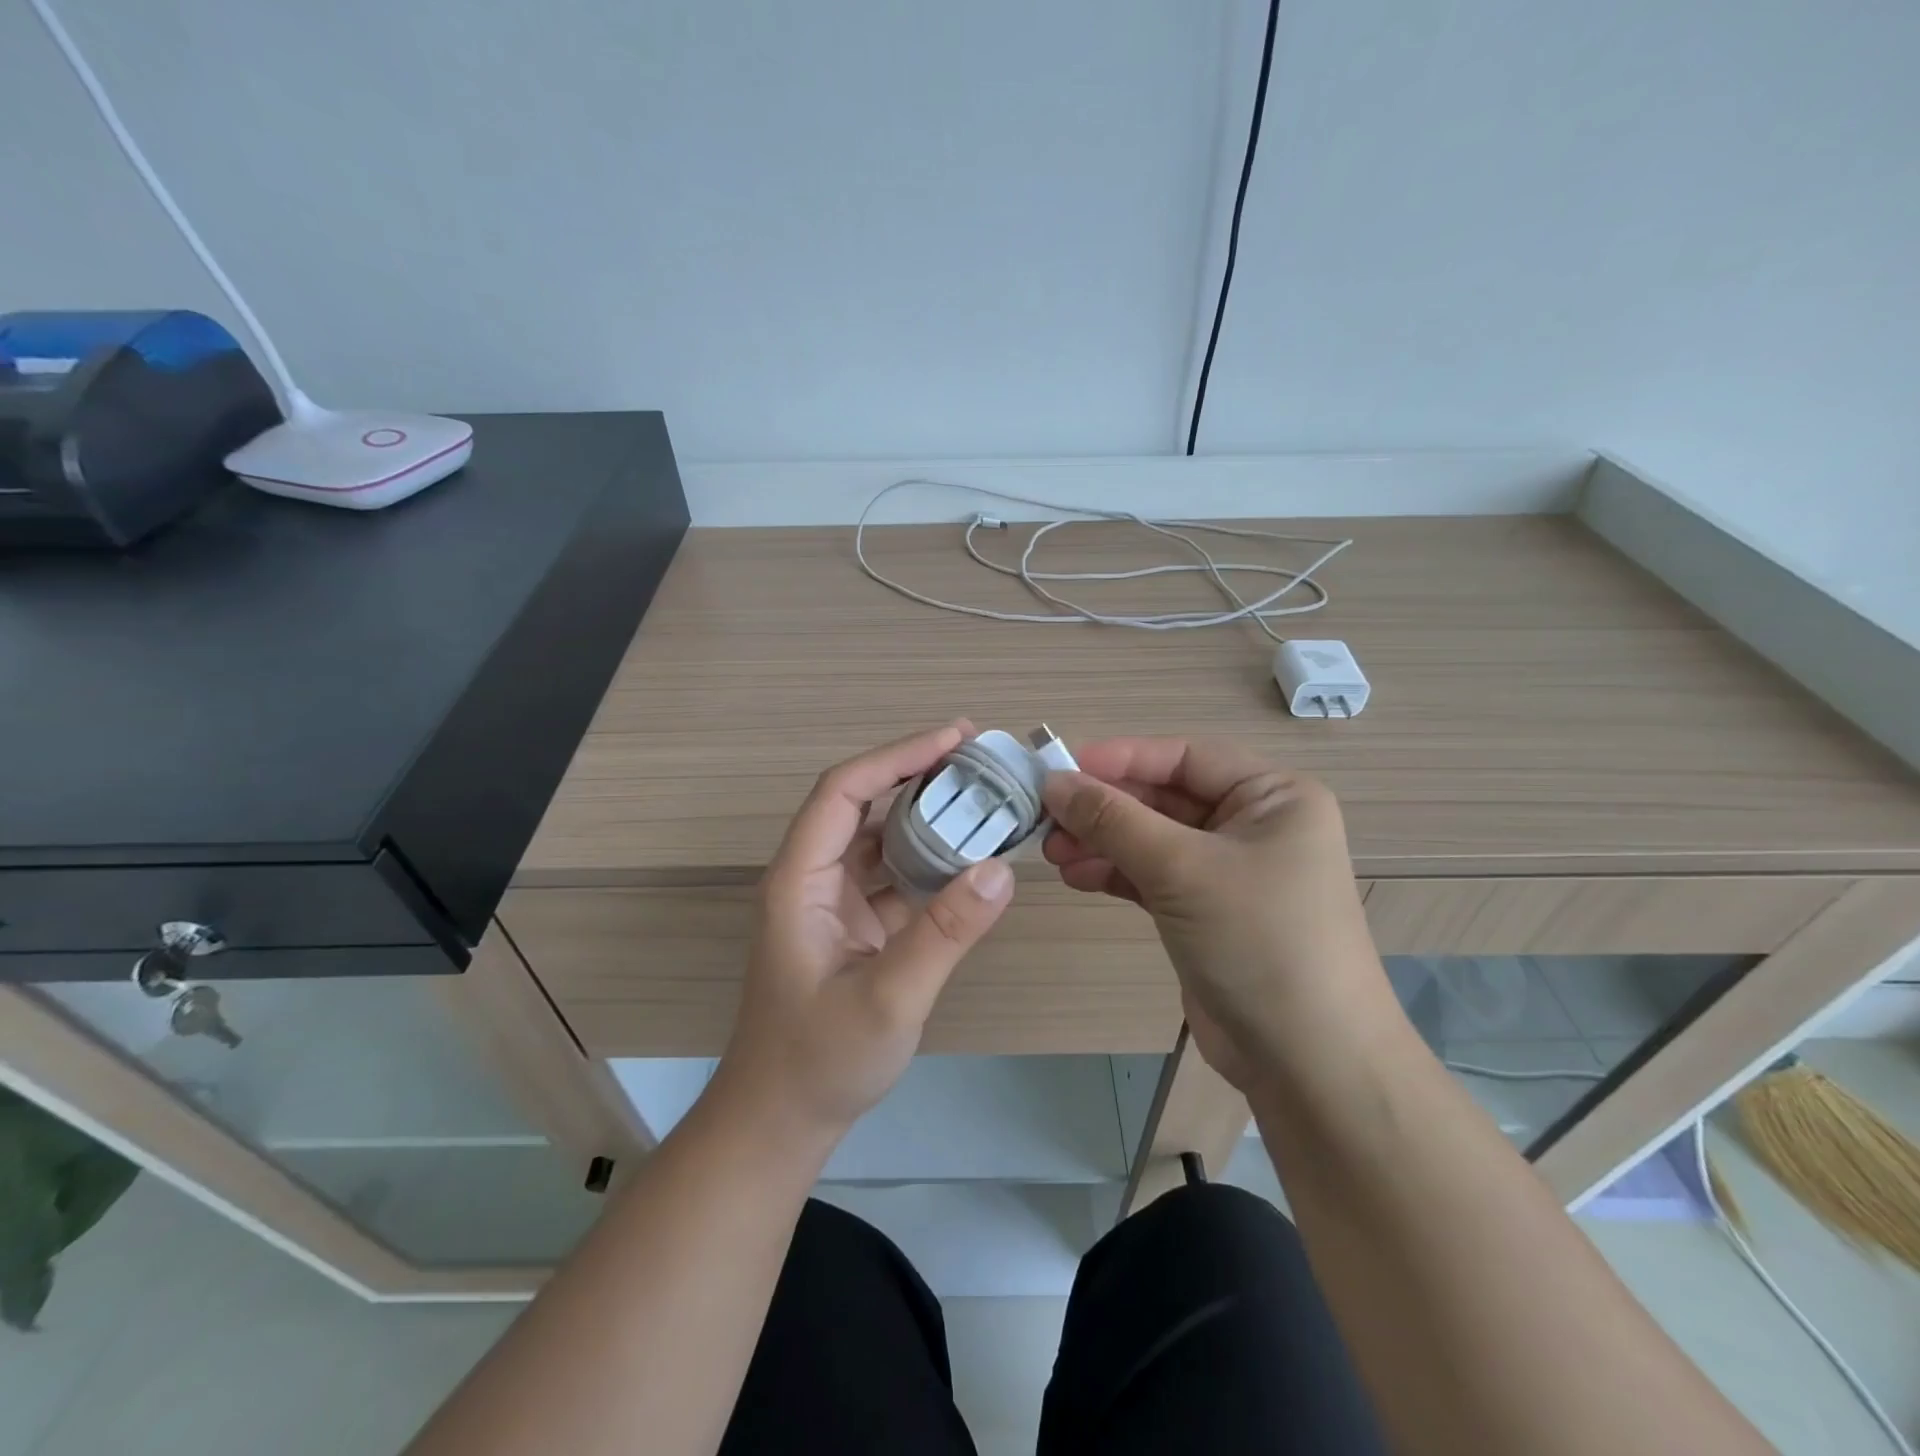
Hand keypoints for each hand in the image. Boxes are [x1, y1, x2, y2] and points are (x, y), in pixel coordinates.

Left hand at [717, 723, 1015, 1144]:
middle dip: (917, 775)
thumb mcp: (887, 999)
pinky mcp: (853, 927)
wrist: (780, 1122)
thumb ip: (944, 934)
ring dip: (927, 816)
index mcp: (800, 880)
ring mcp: (833, 903)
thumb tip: (1002, 870)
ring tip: (982, 797)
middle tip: (978, 758)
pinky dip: (930, 861)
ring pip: (881, 839)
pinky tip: (970, 858)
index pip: (843, 791)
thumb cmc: (818, 1062)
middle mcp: (813, 879)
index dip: (896, 756)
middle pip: (862, 804)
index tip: (952, 738)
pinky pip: (894, 877)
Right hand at [1042, 738, 1387, 1092]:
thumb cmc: (1258, 940)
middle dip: (1105, 808)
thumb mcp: (1182, 869)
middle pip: (1165, 797)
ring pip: (1153, 838)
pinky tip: (1076, 877)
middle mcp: (1255, 825)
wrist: (1307, 1063)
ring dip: (1103, 842)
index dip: (1122, 758)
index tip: (1061, 768)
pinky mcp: (1207, 911)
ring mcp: (1230, 871)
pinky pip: (1153, 875)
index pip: (1186, 757)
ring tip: (1052, 852)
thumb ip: (1114, 820)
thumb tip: (1054, 782)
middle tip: (1047, 818)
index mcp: (1274, 797)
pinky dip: (1115, 873)